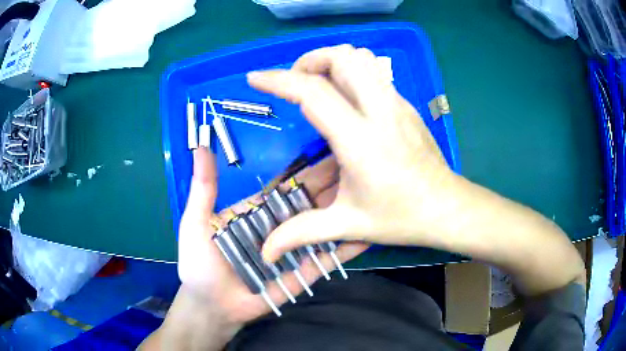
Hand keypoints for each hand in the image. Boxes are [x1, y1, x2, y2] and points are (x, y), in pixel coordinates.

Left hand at [177, 147, 367, 324]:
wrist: (211, 307)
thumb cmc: (199, 264)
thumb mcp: (196, 222)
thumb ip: (204, 187)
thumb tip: (201, 147)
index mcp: (259, 210)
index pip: (290, 185)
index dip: (312, 169)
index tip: (338, 149)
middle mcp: (282, 226)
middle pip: (313, 202)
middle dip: (338, 186)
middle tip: (367, 168)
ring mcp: (295, 250)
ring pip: (325, 227)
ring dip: (348, 212)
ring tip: (376, 195)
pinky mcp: (304, 273)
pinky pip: (327, 258)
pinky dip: (347, 247)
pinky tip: (368, 233)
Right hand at [247, 45, 457, 261]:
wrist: (447, 207)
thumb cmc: (401, 217)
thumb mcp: (349, 225)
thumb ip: (302, 233)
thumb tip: (266, 251)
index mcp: (359, 140)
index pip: (313, 92)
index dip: (278, 80)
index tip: (255, 79)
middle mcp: (379, 111)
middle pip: (343, 58)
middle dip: (309, 61)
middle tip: (294, 83)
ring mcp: (397, 103)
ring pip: (361, 59)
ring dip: (332, 62)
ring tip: (317, 84)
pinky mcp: (405, 104)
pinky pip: (374, 73)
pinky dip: (351, 73)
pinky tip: (345, 100)